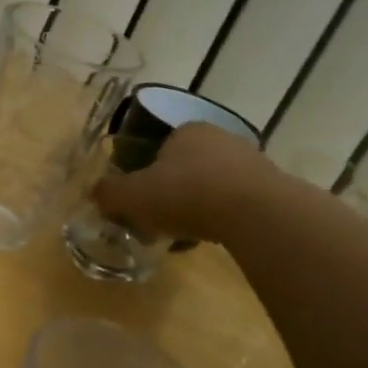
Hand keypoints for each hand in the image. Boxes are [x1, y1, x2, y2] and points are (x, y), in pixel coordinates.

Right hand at [93, 122, 273, 245]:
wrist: (254, 212)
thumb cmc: (185, 194)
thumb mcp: (132, 196)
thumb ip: (109, 193)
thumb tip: (96, 193)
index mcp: (186, 130)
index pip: (160, 147)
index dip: (147, 173)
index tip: (142, 199)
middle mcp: (220, 137)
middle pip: (187, 166)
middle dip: (174, 191)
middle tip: (161, 218)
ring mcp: (251, 160)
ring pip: (213, 184)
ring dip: (199, 205)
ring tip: (187, 233)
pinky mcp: (272, 187)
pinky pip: (237, 202)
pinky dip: (223, 216)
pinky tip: (214, 236)